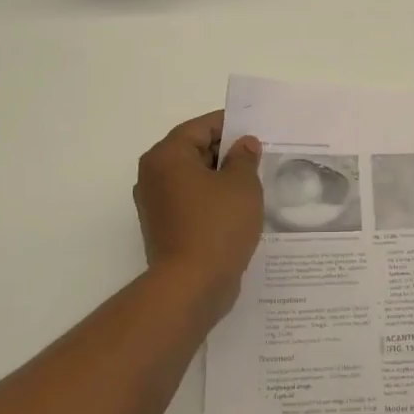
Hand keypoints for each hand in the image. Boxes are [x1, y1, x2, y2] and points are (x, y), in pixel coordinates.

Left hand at [133, 111, 263, 322]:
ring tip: (253, 184)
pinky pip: (191, 202)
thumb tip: (243, 145)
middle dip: (226, 153)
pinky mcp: (163, 228)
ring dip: (220, 179)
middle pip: (194, 150)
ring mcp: (156, 204)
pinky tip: (238, 210)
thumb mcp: (242, 184)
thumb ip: (244, 157)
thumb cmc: (217, 225)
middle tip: (259, 158)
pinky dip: (211, 200)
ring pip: (193, 178)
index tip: (257, 132)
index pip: (201, 127)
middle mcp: (153, 175)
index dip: (231, 126)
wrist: (191, 286)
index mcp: (167, 155)